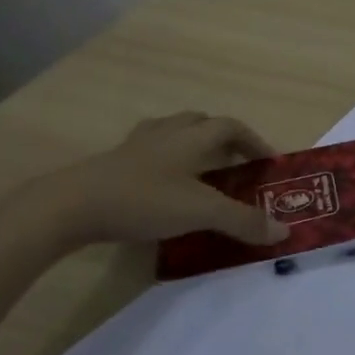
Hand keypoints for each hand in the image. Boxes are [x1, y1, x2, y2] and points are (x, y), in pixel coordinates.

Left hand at [32, 112, 289, 249]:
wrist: (70, 206)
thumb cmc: (143, 200)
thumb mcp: (200, 212)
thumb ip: (243, 221)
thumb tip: (284, 231)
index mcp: (192, 136)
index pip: (233, 127)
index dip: (255, 142)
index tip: (269, 163)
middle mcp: (168, 132)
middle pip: (203, 123)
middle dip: (224, 140)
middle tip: (237, 165)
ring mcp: (137, 146)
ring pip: (174, 133)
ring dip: (193, 146)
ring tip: (202, 171)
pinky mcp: (113, 163)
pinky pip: (150, 152)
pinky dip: (166, 161)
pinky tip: (163, 184)